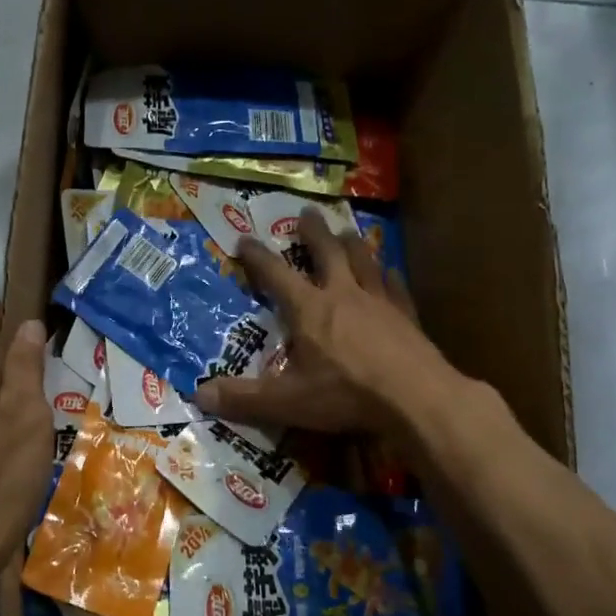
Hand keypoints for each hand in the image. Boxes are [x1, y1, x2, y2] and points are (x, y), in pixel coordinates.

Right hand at [196, 208, 454, 437]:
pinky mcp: (407, 316)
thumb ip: (243, 398)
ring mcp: (379, 302)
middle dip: (313, 232)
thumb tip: (198, 395)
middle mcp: (343, 294)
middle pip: (326, 252)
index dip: (257, 256)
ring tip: (346, 231)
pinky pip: (395, 287)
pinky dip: (388, 276)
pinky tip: (389, 271)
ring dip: (352, 244)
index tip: (244, 240)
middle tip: (306, 213)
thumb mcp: (287, 402)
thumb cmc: (346, 395)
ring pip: (363, 260)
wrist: (416, 398)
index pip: (275, 274)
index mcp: (309, 309)